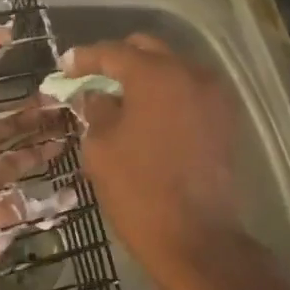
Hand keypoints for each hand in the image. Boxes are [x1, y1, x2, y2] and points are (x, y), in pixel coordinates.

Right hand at [59, 34, 247, 289]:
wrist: (197, 239)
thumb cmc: (139, 190)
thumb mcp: (101, 147)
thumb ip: (96, 110)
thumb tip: (97, 95)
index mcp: (155, 75)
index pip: (113, 52)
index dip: (84, 58)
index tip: (64, 66)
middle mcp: (190, 73)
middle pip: (148, 50)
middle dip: (118, 59)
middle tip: (92, 77)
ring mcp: (214, 96)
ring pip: (172, 68)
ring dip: (145, 76)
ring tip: (119, 97)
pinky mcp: (225, 119)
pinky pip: (189, 91)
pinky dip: (167, 94)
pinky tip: (147, 114)